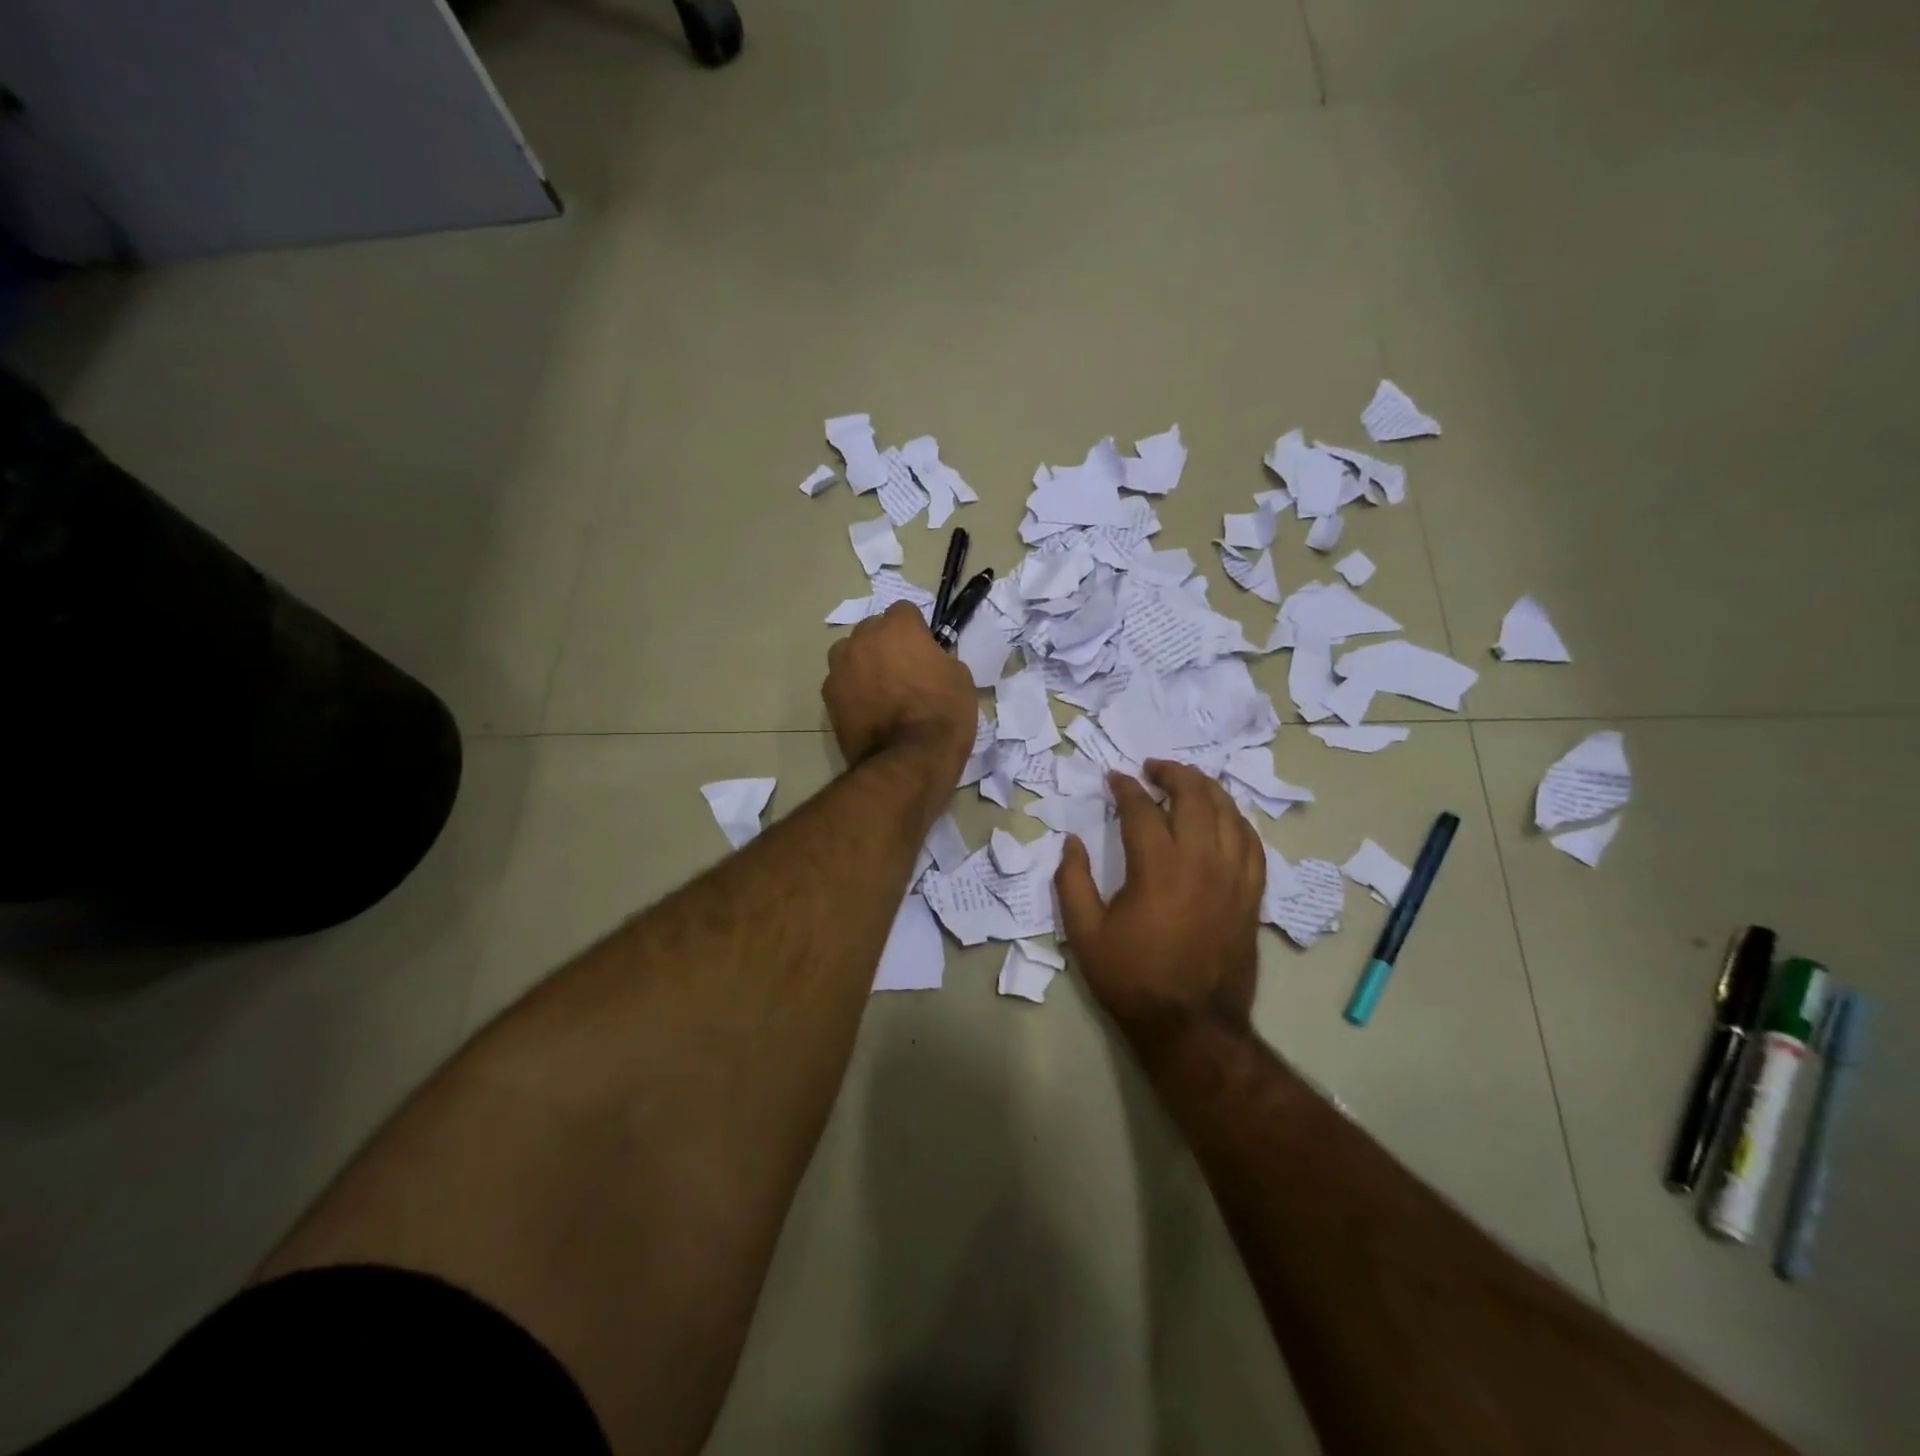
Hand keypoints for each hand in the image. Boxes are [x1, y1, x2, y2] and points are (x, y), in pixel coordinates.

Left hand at [823, 601, 977, 781]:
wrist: (908, 761)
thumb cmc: (943, 715)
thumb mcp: (960, 678)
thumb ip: (938, 657)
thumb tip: (928, 658)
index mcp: (898, 627)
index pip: (904, 612)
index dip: (915, 631)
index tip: (924, 651)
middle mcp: (863, 638)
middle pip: (872, 630)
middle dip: (885, 644)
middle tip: (902, 671)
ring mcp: (840, 667)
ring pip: (850, 653)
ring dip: (862, 663)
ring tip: (879, 690)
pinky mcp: (828, 696)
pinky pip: (841, 683)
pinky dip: (851, 691)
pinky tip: (867, 711)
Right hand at [1054, 760, 1264, 1058]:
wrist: (1191, 1026)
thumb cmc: (1132, 978)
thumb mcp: (1084, 933)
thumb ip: (1071, 881)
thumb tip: (1072, 842)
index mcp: (1157, 867)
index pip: (1142, 808)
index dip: (1126, 788)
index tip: (1114, 778)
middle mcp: (1201, 861)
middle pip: (1195, 796)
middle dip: (1172, 773)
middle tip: (1153, 768)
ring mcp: (1233, 877)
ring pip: (1229, 813)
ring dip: (1207, 789)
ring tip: (1188, 783)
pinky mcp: (1251, 895)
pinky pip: (1252, 844)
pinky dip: (1237, 821)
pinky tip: (1224, 819)